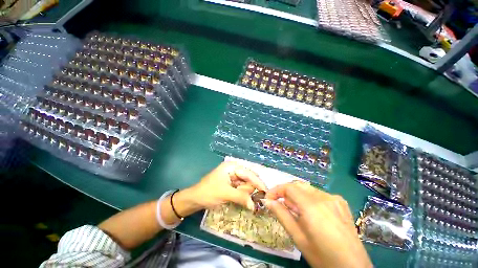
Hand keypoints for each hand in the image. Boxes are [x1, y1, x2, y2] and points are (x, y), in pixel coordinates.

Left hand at [187, 161, 266, 210]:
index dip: (258, 182)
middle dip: (250, 189)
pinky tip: (242, 200)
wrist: (195, 199)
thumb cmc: (208, 192)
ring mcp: (233, 177)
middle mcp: (234, 169)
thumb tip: (254, 205)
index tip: (266, 191)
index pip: (248, 173)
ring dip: (246, 193)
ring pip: (246, 184)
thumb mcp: (225, 193)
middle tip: (252, 199)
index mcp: (232, 166)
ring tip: (238, 199)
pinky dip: (243, 194)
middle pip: (248, 178)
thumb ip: (241, 197)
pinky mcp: (232, 184)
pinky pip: (241, 188)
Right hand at [264, 182, 371, 267]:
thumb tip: (267, 201)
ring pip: (308, 189)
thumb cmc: (323, 257)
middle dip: (285, 192)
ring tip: (294, 209)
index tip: (268, 198)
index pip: (289, 187)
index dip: (276, 190)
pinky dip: (309, 198)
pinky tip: (310, 211)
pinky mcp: (340, 202)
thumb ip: (282, 215)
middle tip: (279, 204)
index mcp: (313, 206)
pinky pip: (319, 194)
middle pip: (298, 186)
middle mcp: (324, 197)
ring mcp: (334, 198)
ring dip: (297, 195)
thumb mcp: (299, 238)